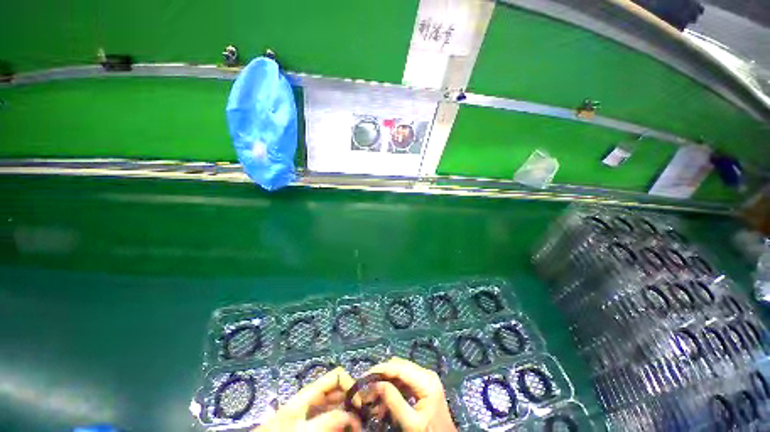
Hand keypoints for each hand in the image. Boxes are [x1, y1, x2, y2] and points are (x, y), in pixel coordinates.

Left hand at [255, 367, 361, 431]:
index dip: (351, 385)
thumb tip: (353, 417)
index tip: (360, 405)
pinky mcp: (314, 424)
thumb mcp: (304, 428)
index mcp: (313, 391)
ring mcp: (314, 411)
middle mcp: (316, 398)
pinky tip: (347, 429)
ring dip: (350, 414)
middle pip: (341, 390)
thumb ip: (329, 420)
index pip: (338, 375)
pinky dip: (342, 423)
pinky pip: (332, 419)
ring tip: (359, 426)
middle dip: (353, 401)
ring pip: (338, 406)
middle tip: (364, 418)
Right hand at [368, 357, 456, 431]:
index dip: (381, 369)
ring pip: (400, 373)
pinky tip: (384, 402)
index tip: (365, 376)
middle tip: (367, 387)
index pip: (399, 367)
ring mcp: (425, 378)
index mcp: (426, 380)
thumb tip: (376, 384)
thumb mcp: (411, 423)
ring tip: (373, 397)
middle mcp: (426, 373)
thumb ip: (393, 401)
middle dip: (383, 376)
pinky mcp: (423, 385)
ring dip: (386, 383)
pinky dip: (393, 389)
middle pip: (399, 367)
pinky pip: (405, 382)